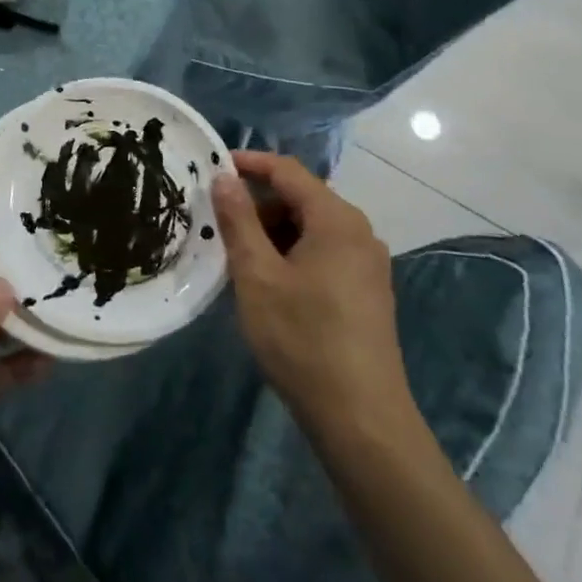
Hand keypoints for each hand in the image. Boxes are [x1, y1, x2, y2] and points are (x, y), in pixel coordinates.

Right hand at [212, 152, 415, 435]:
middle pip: (302, 199)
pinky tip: (270, 283)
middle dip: (259, 205)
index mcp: (336, 219)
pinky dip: (293, 254)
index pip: (288, 171)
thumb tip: (224, 178)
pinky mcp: (368, 291)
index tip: (213, 167)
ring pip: (312, 228)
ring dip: (274, 233)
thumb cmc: (302, 339)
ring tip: (240, 259)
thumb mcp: (257, 276)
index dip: (250, 163)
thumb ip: (239, 221)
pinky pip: (325, 252)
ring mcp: (368, 263)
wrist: (362, 419)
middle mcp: (359, 232)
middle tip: (220, 225)